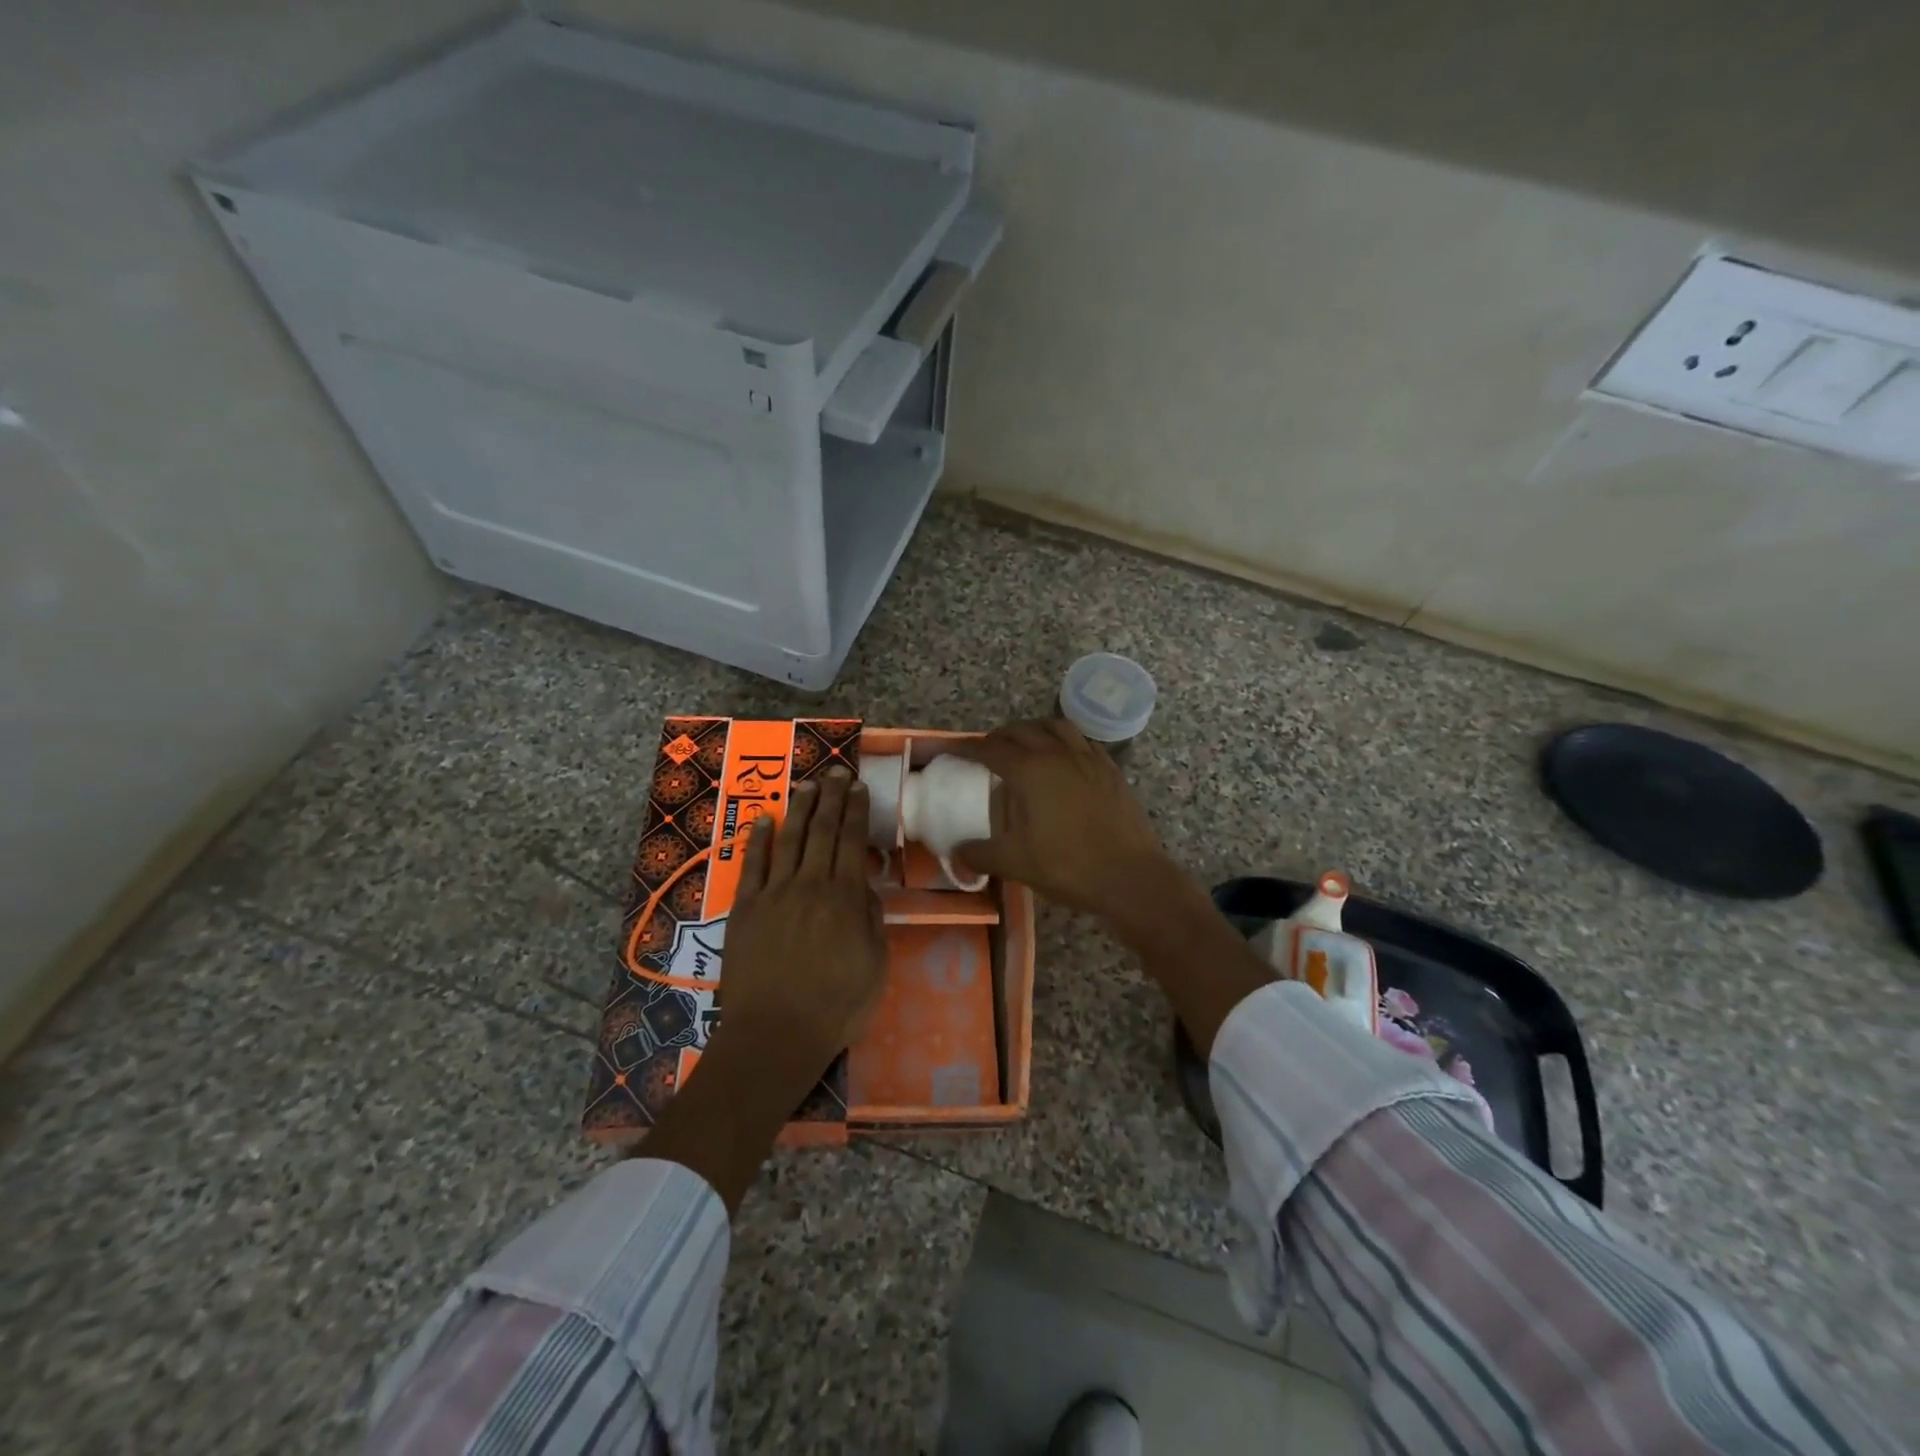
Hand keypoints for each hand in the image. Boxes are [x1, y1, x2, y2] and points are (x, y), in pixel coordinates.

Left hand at [636, 768, 886, 1212]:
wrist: (775, 1035)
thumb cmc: (836, 1005)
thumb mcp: (874, 964)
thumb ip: (870, 918)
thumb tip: (864, 885)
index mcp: (844, 897)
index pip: (851, 841)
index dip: (855, 811)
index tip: (859, 788)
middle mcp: (808, 885)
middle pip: (821, 831)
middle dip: (831, 798)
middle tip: (837, 772)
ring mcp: (773, 894)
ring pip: (788, 840)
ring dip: (799, 809)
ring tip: (807, 785)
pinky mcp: (745, 909)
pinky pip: (752, 866)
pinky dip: (759, 840)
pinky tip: (765, 820)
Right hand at [950, 719, 1269, 1054]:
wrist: (1130, 877)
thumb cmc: (1068, 866)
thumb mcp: (1015, 862)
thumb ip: (980, 854)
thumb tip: (955, 853)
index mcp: (1030, 771)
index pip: (992, 749)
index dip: (969, 748)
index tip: (954, 752)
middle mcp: (1058, 754)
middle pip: (1023, 731)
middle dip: (1000, 736)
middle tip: (986, 751)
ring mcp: (1089, 759)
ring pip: (1056, 727)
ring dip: (1034, 730)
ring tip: (1024, 744)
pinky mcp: (1110, 770)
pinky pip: (1083, 741)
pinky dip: (1064, 740)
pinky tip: (1064, 758)